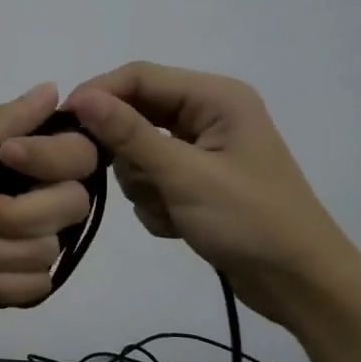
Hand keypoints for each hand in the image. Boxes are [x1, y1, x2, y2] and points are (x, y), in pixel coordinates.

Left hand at [0, 83, 99, 349]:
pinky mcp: (19, 289)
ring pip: (47, 250)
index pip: (77, 152)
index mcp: (15, 164)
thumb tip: (53, 87)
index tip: (8, 156)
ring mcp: (25, 247)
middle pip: (71, 203)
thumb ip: (1, 123)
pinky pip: (35, 286)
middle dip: (11, 215)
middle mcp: (30, 201)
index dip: (52, 156)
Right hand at [65, 62, 360, 329]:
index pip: (140, 77)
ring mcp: (203, 151)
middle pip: (137, 115)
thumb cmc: (250, 221)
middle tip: (125, 181)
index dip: (98, 95)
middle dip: (127, 152)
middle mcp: (208, 115)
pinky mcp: (198, 183)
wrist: (300, 284)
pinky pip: (153, 180)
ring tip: (170, 210)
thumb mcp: (185, 176)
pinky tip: (178, 225)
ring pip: (139, 153)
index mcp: (216, 98)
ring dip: (144, 184)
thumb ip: (130, 135)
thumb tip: (80, 97)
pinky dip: (156, 203)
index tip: (60, 125)